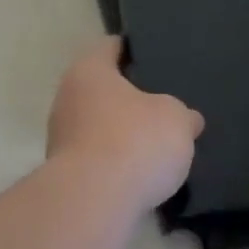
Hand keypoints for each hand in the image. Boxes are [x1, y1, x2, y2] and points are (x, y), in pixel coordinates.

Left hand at [46, 38, 203, 209]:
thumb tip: (188, 119)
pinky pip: (96, 158)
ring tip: (156, 144)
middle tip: (162, 105)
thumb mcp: (176, 119)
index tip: (154, 56)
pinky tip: (139, 174)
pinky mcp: (65, 172)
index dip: (132, 49)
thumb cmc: (134, 141)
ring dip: (120, 133)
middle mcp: (66, 98)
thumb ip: (182, 114)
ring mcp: (60, 137)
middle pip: (101, 89)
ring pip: (97, 126)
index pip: (109, 47)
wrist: (93, 200)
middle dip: (128, 98)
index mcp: (89, 71)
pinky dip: (114, 163)